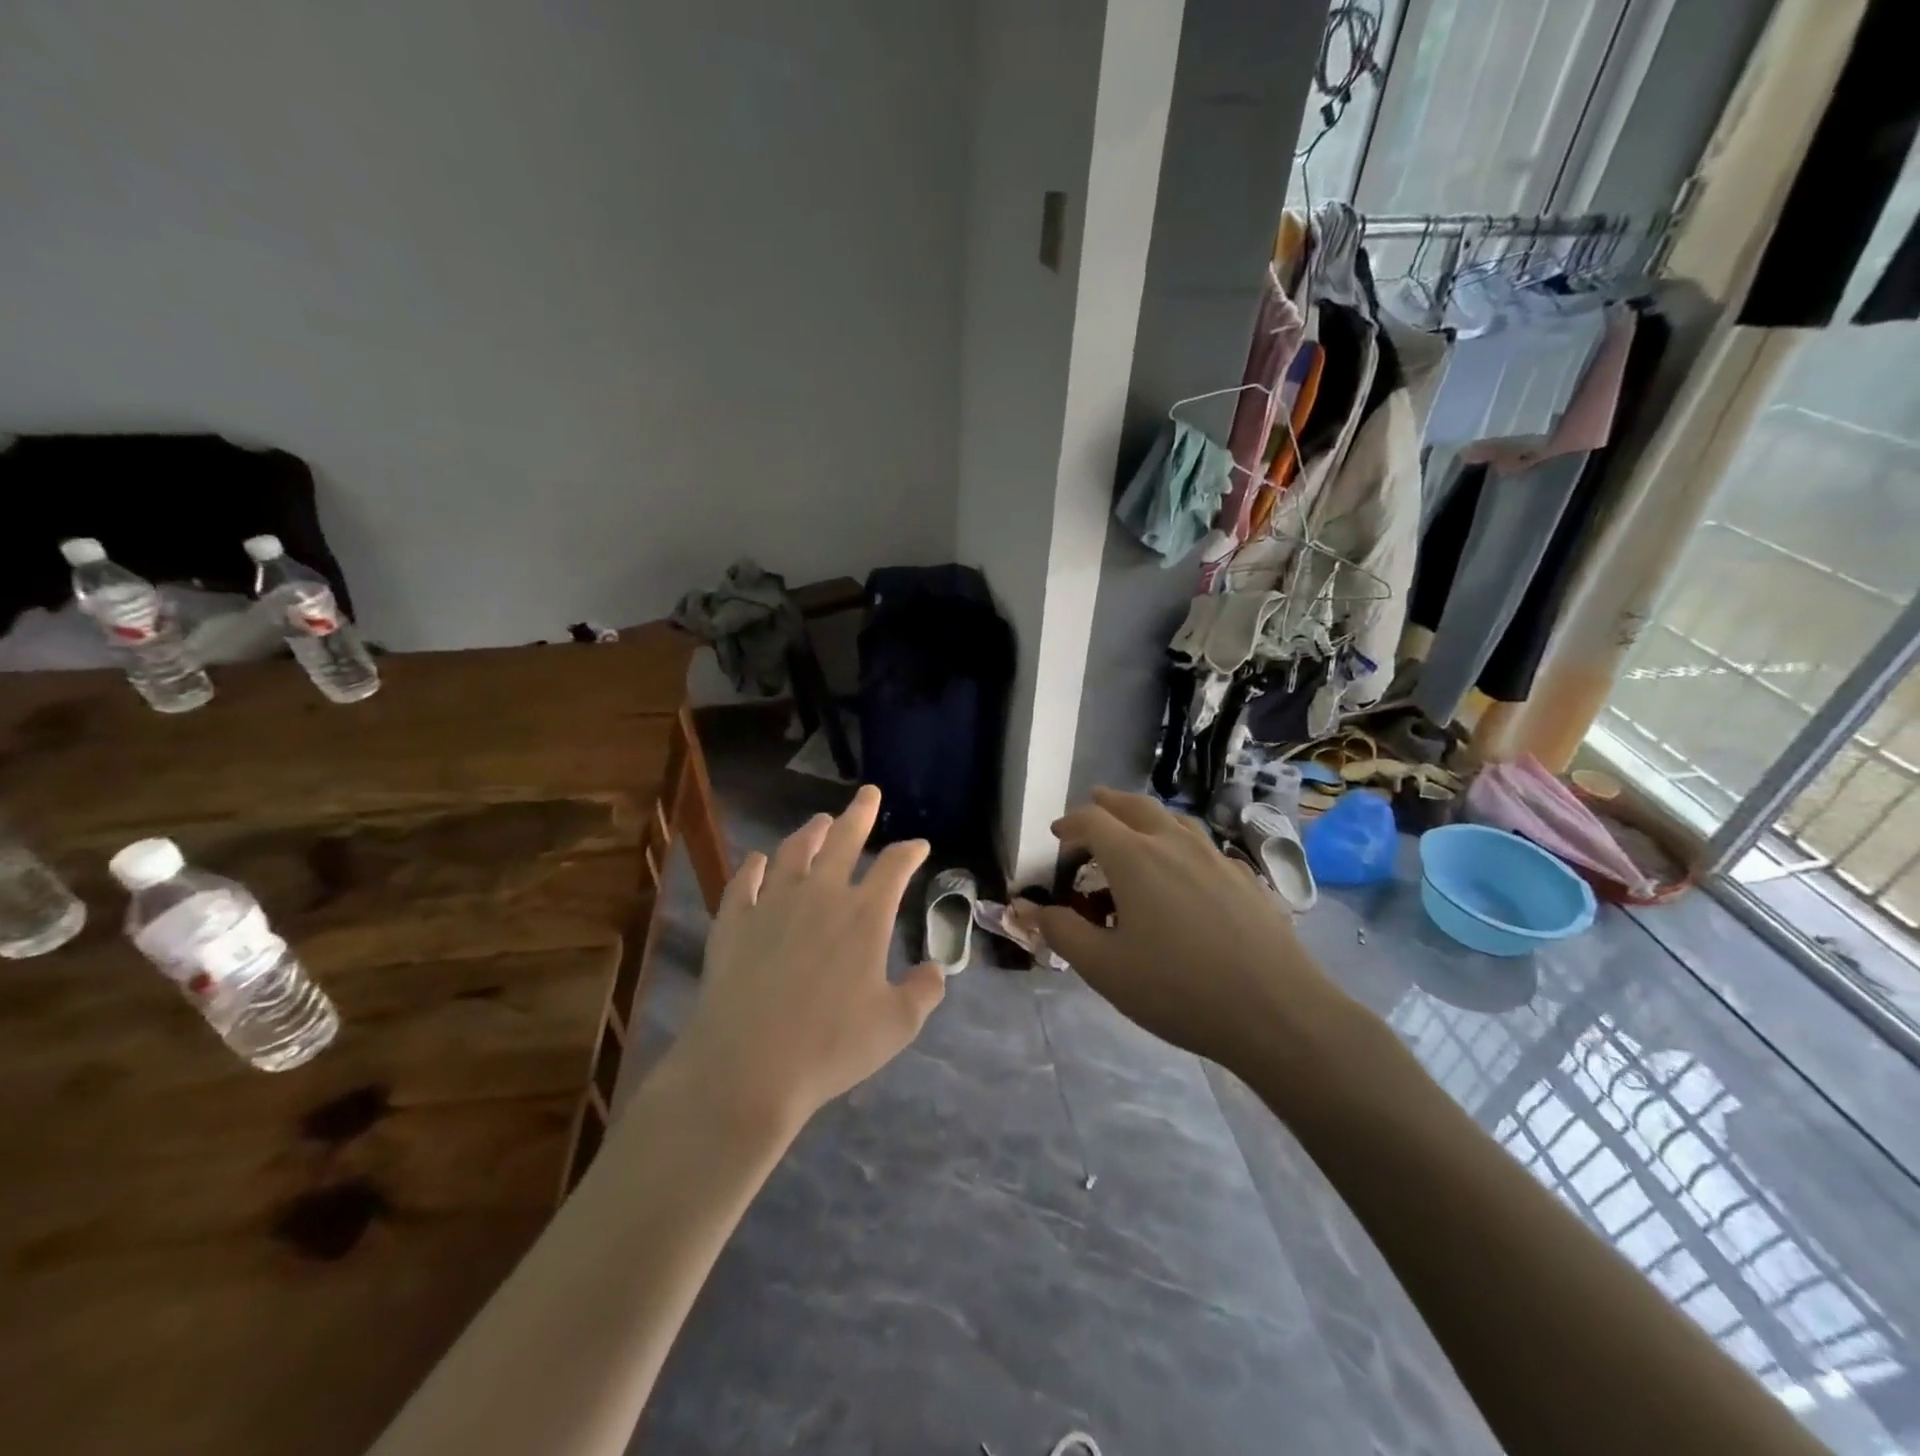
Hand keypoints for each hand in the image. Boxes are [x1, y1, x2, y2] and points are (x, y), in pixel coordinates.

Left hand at [668, 785, 945, 1135]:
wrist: (746, 1067)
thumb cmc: (830, 1047)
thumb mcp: (896, 1026)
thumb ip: (923, 993)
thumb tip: (936, 970)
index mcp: (863, 916)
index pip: (894, 867)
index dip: (910, 851)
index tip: (919, 845)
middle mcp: (820, 896)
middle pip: (844, 841)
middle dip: (860, 814)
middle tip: (868, 793)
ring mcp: (772, 904)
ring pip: (794, 852)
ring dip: (810, 833)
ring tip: (820, 822)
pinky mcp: (733, 921)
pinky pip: (745, 881)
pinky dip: (755, 866)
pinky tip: (759, 860)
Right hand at [1035, 788, 1347, 1065]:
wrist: (1277, 1012)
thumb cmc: (1178, 989)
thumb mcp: (1104, 967)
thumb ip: (1061, 931)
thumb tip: (1027, 908)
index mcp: (1135, 857)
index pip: (1092, 820)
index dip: (1069, 823)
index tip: (1057, 836)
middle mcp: (1174, 844)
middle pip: (1135, 805)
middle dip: (1107, 803)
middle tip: (1092, 808)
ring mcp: (1216, 857)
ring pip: (1174, 820)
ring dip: (1146, 817)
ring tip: (1135, 831)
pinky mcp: (1245, 878)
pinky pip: (1203, 846)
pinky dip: (1180, 843)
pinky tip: (1184, 872)